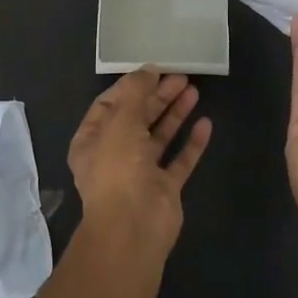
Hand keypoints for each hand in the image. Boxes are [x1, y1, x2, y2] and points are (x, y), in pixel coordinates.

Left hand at [68, 68, 212, 254]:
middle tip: (181, 77)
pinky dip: (192, 142)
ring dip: (175, 113)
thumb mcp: (121, 120)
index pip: (109, 104)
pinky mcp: (164, 188)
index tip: (154, 70)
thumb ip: (135, 92)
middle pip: (137, 118)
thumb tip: (148, 70)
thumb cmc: (118, 168)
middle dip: (157, 96)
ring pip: (159, 137)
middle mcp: (114, 155)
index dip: (131, 86)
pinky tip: (206, 123)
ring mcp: (140, 173)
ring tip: (194, 91)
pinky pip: (180, 160)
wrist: (133, 227)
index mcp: (92, 140)